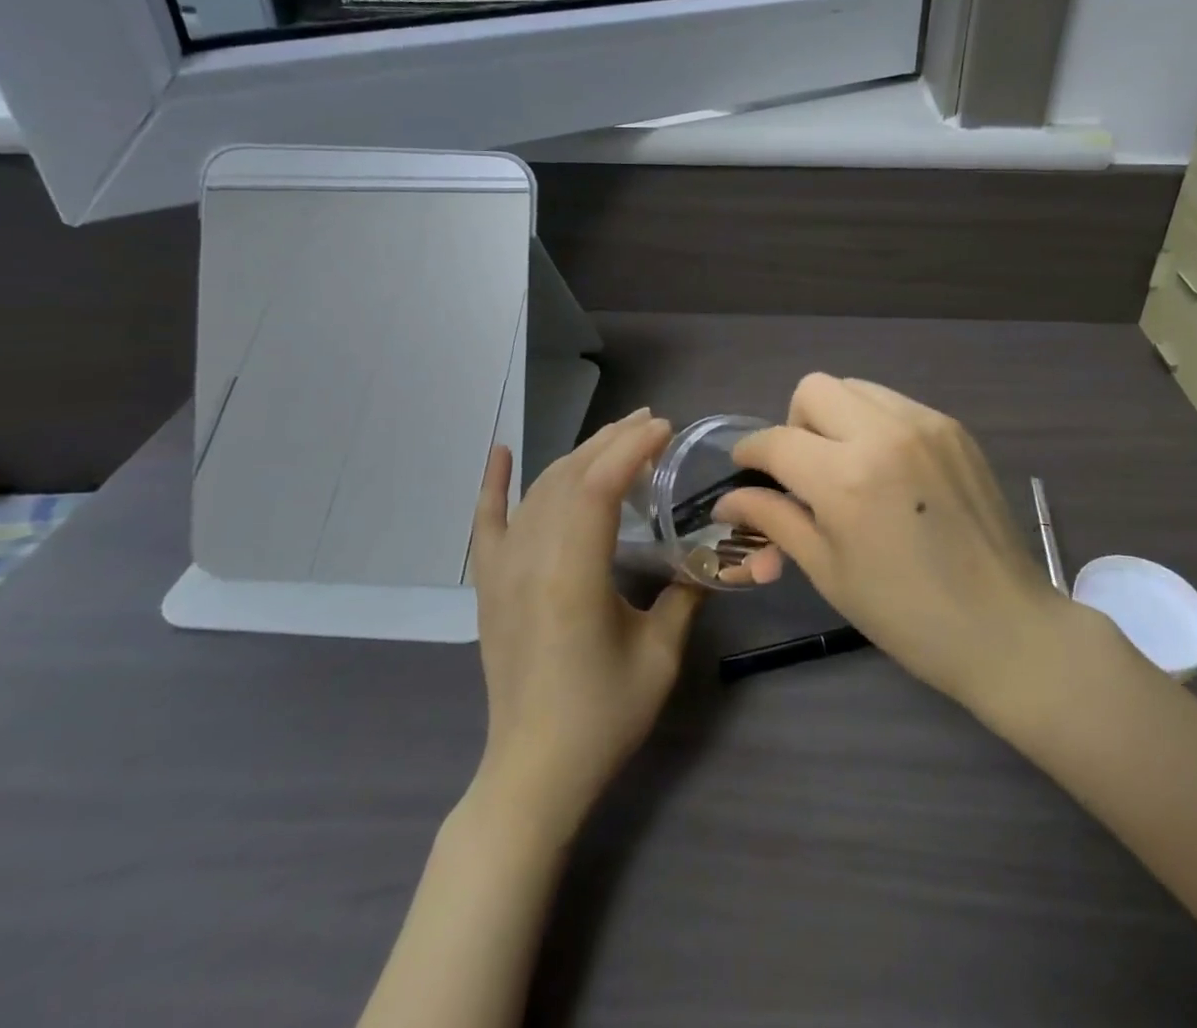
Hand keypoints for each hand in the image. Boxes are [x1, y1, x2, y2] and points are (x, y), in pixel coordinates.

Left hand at [472, 409, 701, 836]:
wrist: (533, 772)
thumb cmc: (602, 717)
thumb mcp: (660, 655)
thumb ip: (685, 595)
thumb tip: (710, 556)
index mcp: (572, 576)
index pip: (597, 487)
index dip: (631, 449)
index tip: (665, 429)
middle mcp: (530, 560)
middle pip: (569, 477)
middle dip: (611, 441)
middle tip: (650, 424)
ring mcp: (503, 570)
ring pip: (538, 490)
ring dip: (576, 455)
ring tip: (614, 436)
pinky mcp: (489, 585)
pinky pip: (486, 522)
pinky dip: (492, 484)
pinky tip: (500, 451)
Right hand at [716, 376, 1074, 709]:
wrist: (1005, 627)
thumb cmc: (906, 615)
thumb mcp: (828, 570)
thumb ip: (775, 520)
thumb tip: (728, 500)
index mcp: (846, 478)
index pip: (776, 441)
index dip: (749, 454)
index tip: (746, 472)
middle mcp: (884, 433)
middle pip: (814, 389)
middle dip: (795, 424)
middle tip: (805, 471)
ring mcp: (925, 424)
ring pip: (856, 388)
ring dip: (836, 418)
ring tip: (848, 468)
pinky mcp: (954, 428)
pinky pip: (895, 404)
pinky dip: (876, 424)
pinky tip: (889, 471)